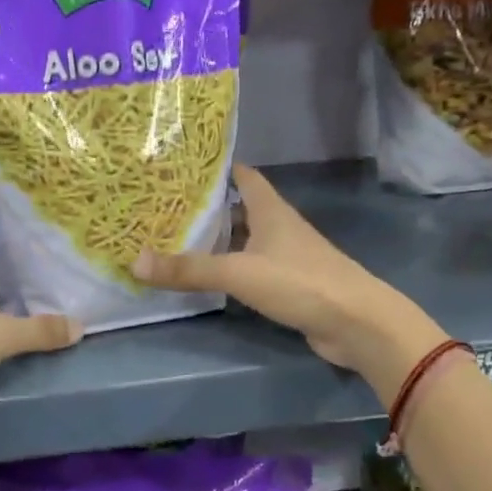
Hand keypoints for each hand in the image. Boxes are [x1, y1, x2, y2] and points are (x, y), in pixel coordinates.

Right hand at [132, 165, 444, 395]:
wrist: (356, 323)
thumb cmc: (300, 282)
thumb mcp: (239, 272)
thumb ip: (189, 269)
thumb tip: (134, 262)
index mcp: (270, 209)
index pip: (242, 175)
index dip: (215, 168)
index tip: (179, 167)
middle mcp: (278, 226)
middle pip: (239, 208)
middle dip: (206, 207)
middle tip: (163, 208)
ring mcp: (286, 256)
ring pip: (244, 240)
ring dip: (217, 240)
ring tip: (174, 239)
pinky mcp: (289, 284)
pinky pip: (251, 268)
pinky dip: (230, 269)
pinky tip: (206, 277)